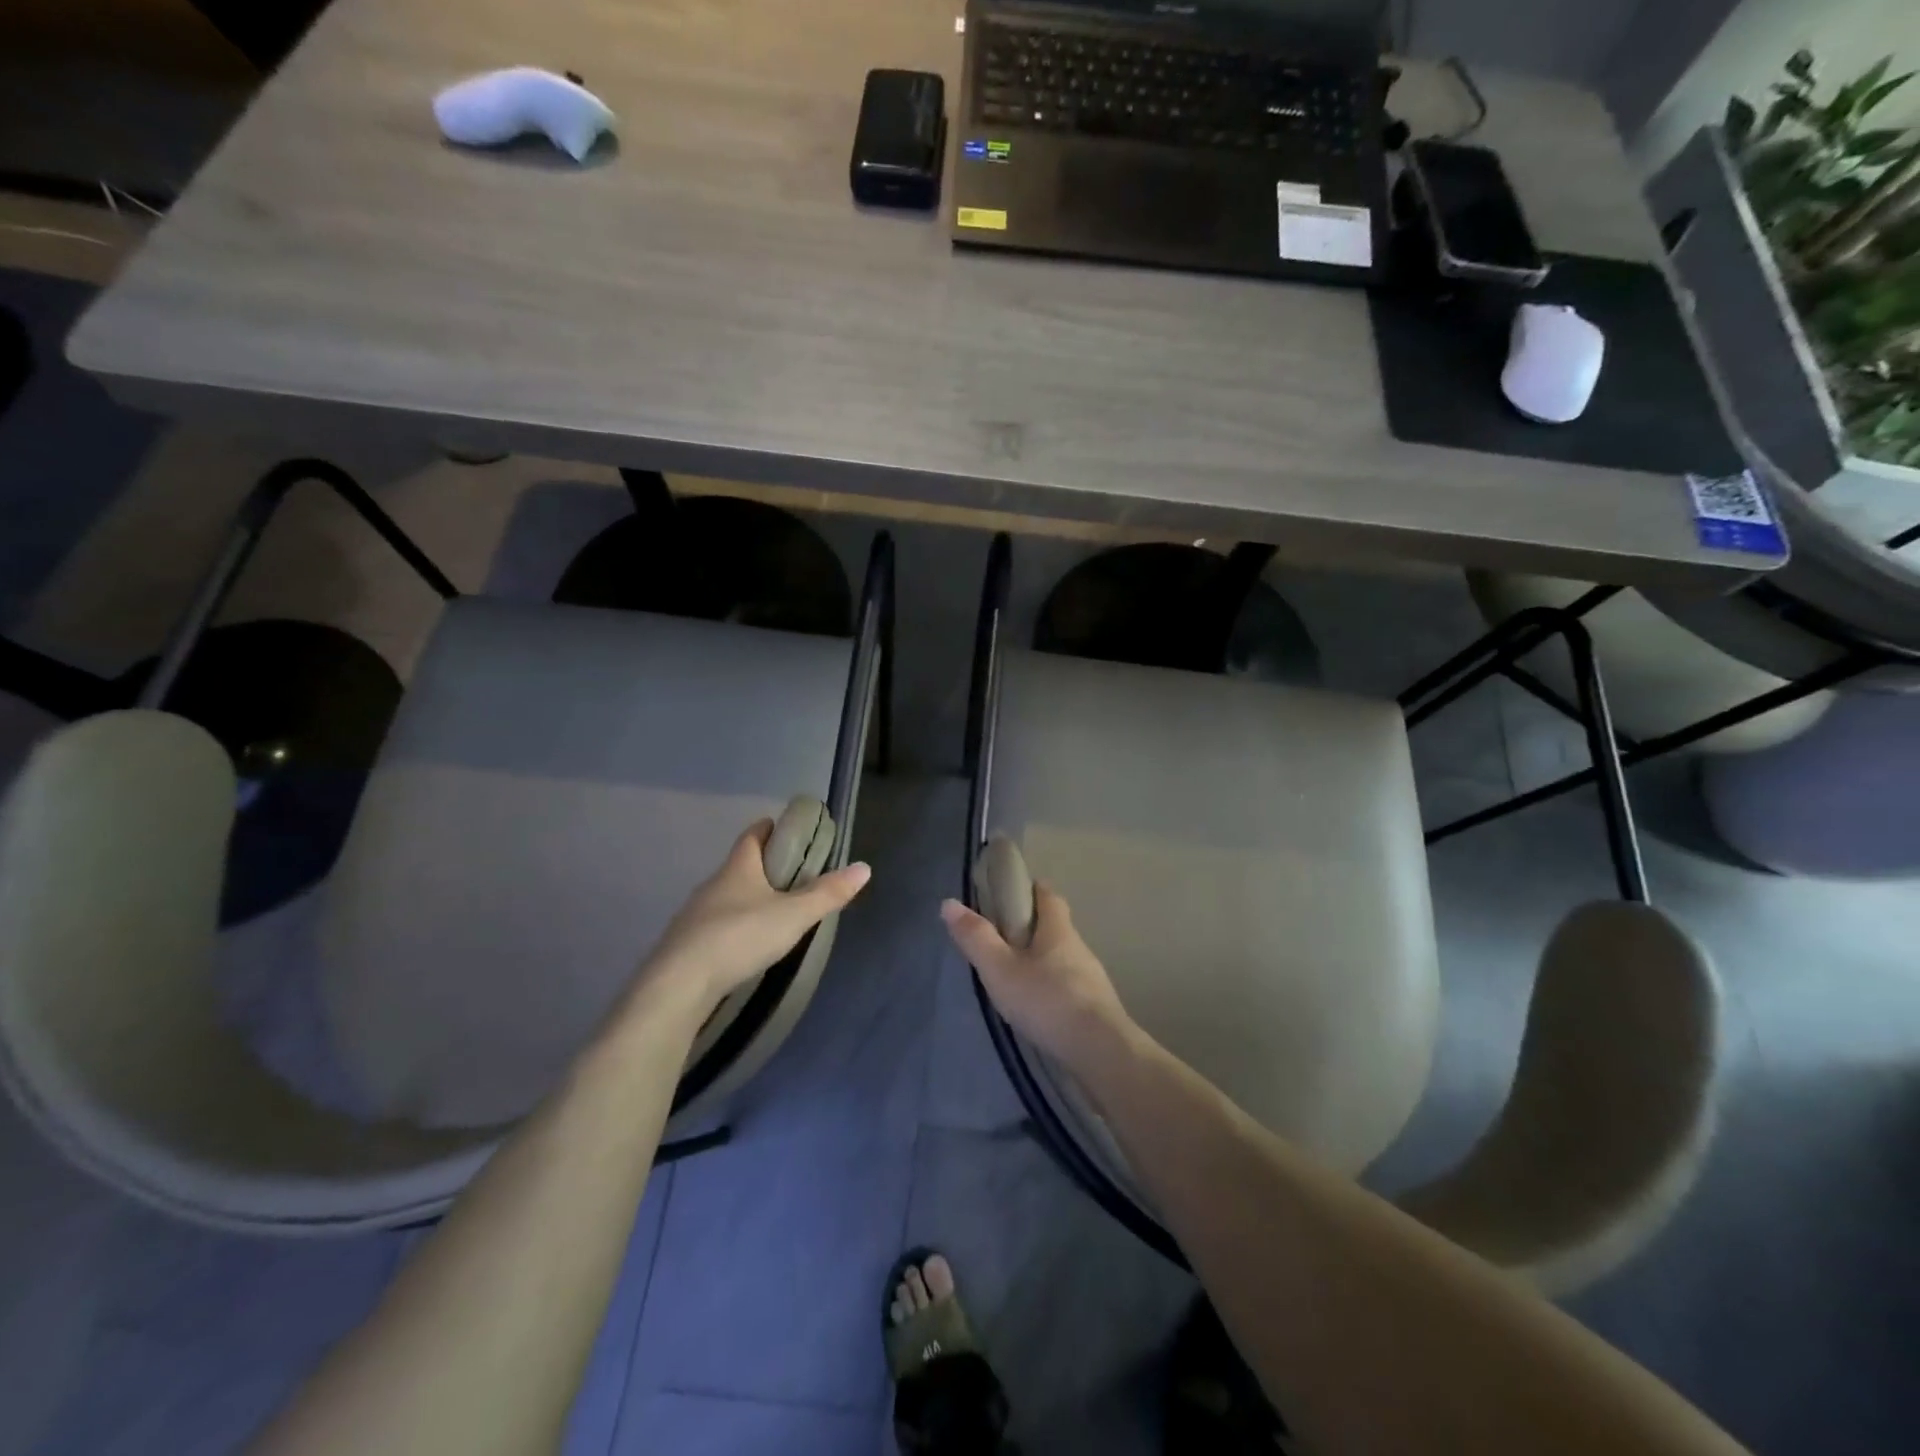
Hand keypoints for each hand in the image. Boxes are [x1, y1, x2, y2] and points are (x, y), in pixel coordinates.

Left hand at [640, 820, 870, 1010]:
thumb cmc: (740, 937)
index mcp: (738, 868)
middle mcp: (713, 884)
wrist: (678, 985)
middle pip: (740, 865)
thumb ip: (827, 893)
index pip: (753, 835)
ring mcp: (695, 914)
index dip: (770, 828)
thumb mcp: (793, 915)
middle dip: (764, 866)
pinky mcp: (686, 944)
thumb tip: (864, 867)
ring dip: (748, 898)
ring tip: (774, 913)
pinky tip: (745, 944)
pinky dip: (733, 926)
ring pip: (727, 896)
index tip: (788, 830)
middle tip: (793, 876)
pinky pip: (715, 924)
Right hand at [940, 884, 1132, 1068]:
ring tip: (1014, 977)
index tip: (1010, 893)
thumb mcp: (1001, 969)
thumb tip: (949, 903)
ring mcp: (1091, 978)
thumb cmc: (1047, 1001)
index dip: (1030, 889)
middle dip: (1031, 928)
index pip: (1048, 895)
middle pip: (1055, 926)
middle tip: (1001, 939)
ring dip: (1041, 961)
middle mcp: (1078, 947)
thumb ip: (976, 937)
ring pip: (1062, 958)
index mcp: (1058, 929)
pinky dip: (1051, 988)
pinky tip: (1037, 1007)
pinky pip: (1069, 986)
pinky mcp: (1096, 1007)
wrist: (1100, 1051)